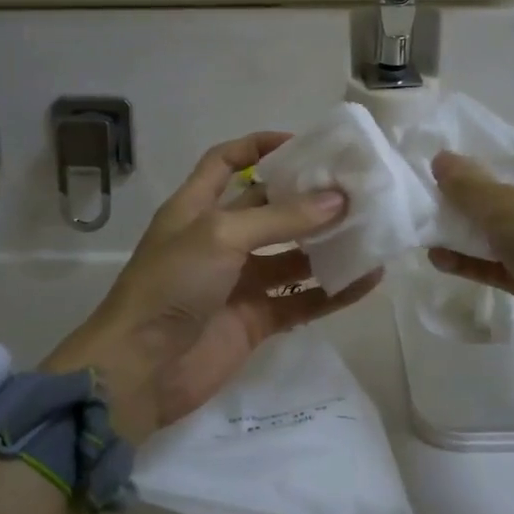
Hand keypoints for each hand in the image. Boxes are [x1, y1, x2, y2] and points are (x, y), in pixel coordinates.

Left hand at [45, 132, 381, 439]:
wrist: (140, 369)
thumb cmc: (171, 285)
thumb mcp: (221, 236)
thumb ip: (280, 218)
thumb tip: (339, 200)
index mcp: (197, 208)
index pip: (226, 162)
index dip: (258, 147)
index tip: (304, 144)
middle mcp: (219, 240)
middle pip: (269, 209)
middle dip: (308, 199)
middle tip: (356, 189)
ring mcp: (239, 282)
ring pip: (292, 257)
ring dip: (327, 246)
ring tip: (372, 231)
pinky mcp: (256, 320)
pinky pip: (301, 300)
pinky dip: (333, 292)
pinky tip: (368, 281)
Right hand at [429, 140, 513, 396]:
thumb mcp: (507, 207)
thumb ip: (468, 184)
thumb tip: (440, 158)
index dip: (488, 152)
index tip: (448, 158)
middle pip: (508, 191)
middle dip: (469, 194)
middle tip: (427, 192)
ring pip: (501, 231)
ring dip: (466, 230)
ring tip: (425, 227)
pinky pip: (499, 264)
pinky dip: (472, 261)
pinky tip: (437, 260)